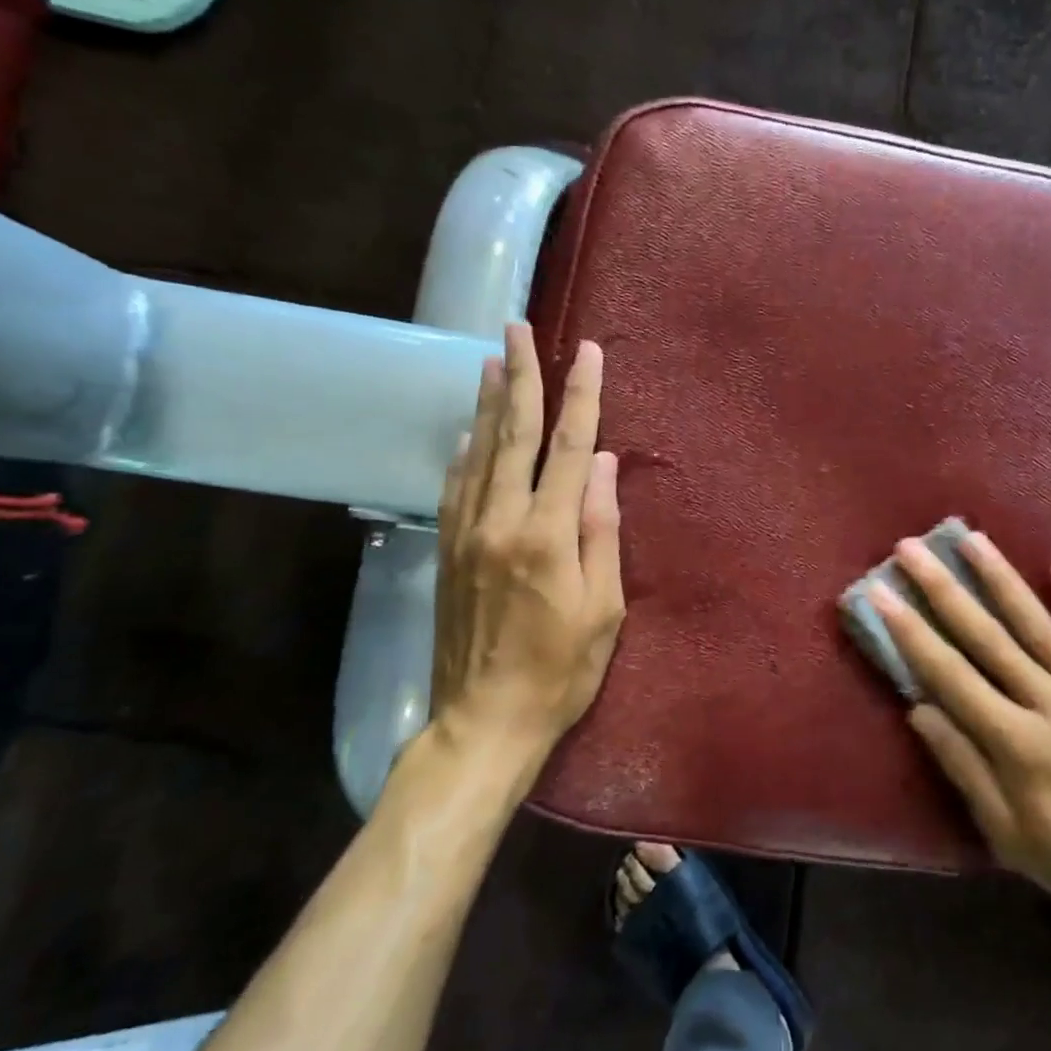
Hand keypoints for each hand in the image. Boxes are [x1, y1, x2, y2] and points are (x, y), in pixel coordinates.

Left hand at [431, 323, 624, 758]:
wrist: (483, 722)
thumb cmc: (560, 671)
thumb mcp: (603, 607)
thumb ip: (600, 529)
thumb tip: (601, 463)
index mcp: (545, 535)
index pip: (566, 447)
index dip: (579, 396)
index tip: (586, 352)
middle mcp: (499, 522)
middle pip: (511, 434)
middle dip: (519, 376)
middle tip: (516, 328)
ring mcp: (466, 535)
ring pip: (477, 453)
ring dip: (486, 403)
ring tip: (490, 360)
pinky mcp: (447, 552)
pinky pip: (455, 486)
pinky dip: (464, 450)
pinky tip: (468, 431)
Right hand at [873, 529, 1050, 940]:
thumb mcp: (1011, 836)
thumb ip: (965, 767)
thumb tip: (919, 710)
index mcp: (1015, 741)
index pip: (949, 674)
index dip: (910, 631)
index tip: (881, 593)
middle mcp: (1049, 702)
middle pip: (987, 636)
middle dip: (943, 589)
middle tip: (912, 548)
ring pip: (1038, 625)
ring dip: (1002, 580)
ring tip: (974, 539)